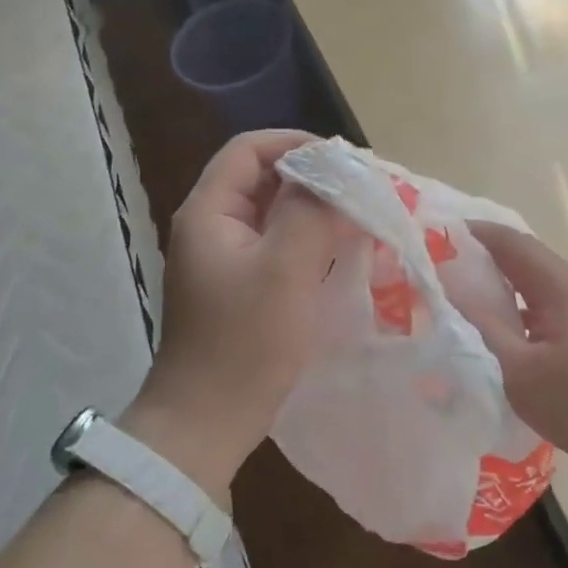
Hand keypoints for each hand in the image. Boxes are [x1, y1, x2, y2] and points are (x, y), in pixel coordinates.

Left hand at [124, 131, 344, 499]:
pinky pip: (276, 243)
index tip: (344, 162)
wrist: (206, 423)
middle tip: (361, 188)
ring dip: (313, 208)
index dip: (296, 144)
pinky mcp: (239, 285)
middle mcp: (211, 225)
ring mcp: (224, 257)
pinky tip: (340, 250)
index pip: (250, 149)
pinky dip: (307, 238)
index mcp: (210, 211)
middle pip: (262, 177)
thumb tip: (335, 174)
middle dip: (312, 176)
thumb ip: (311, 212)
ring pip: (272, 211)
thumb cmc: (244, 342)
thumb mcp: (286, 270)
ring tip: (358, 215)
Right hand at [466, 223, 567, 475]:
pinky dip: (517, 311)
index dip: (474, 232)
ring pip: (535, 287)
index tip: (437, 234)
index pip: (510, 242)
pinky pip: (545, 311)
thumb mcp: (522, 371)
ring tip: (463, 297)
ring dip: (501, 284)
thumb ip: (484, 328)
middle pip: (524, 259)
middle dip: (483, 256)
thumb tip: (448, 288)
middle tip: (442, 266)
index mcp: (556, 288)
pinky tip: (503, 335)